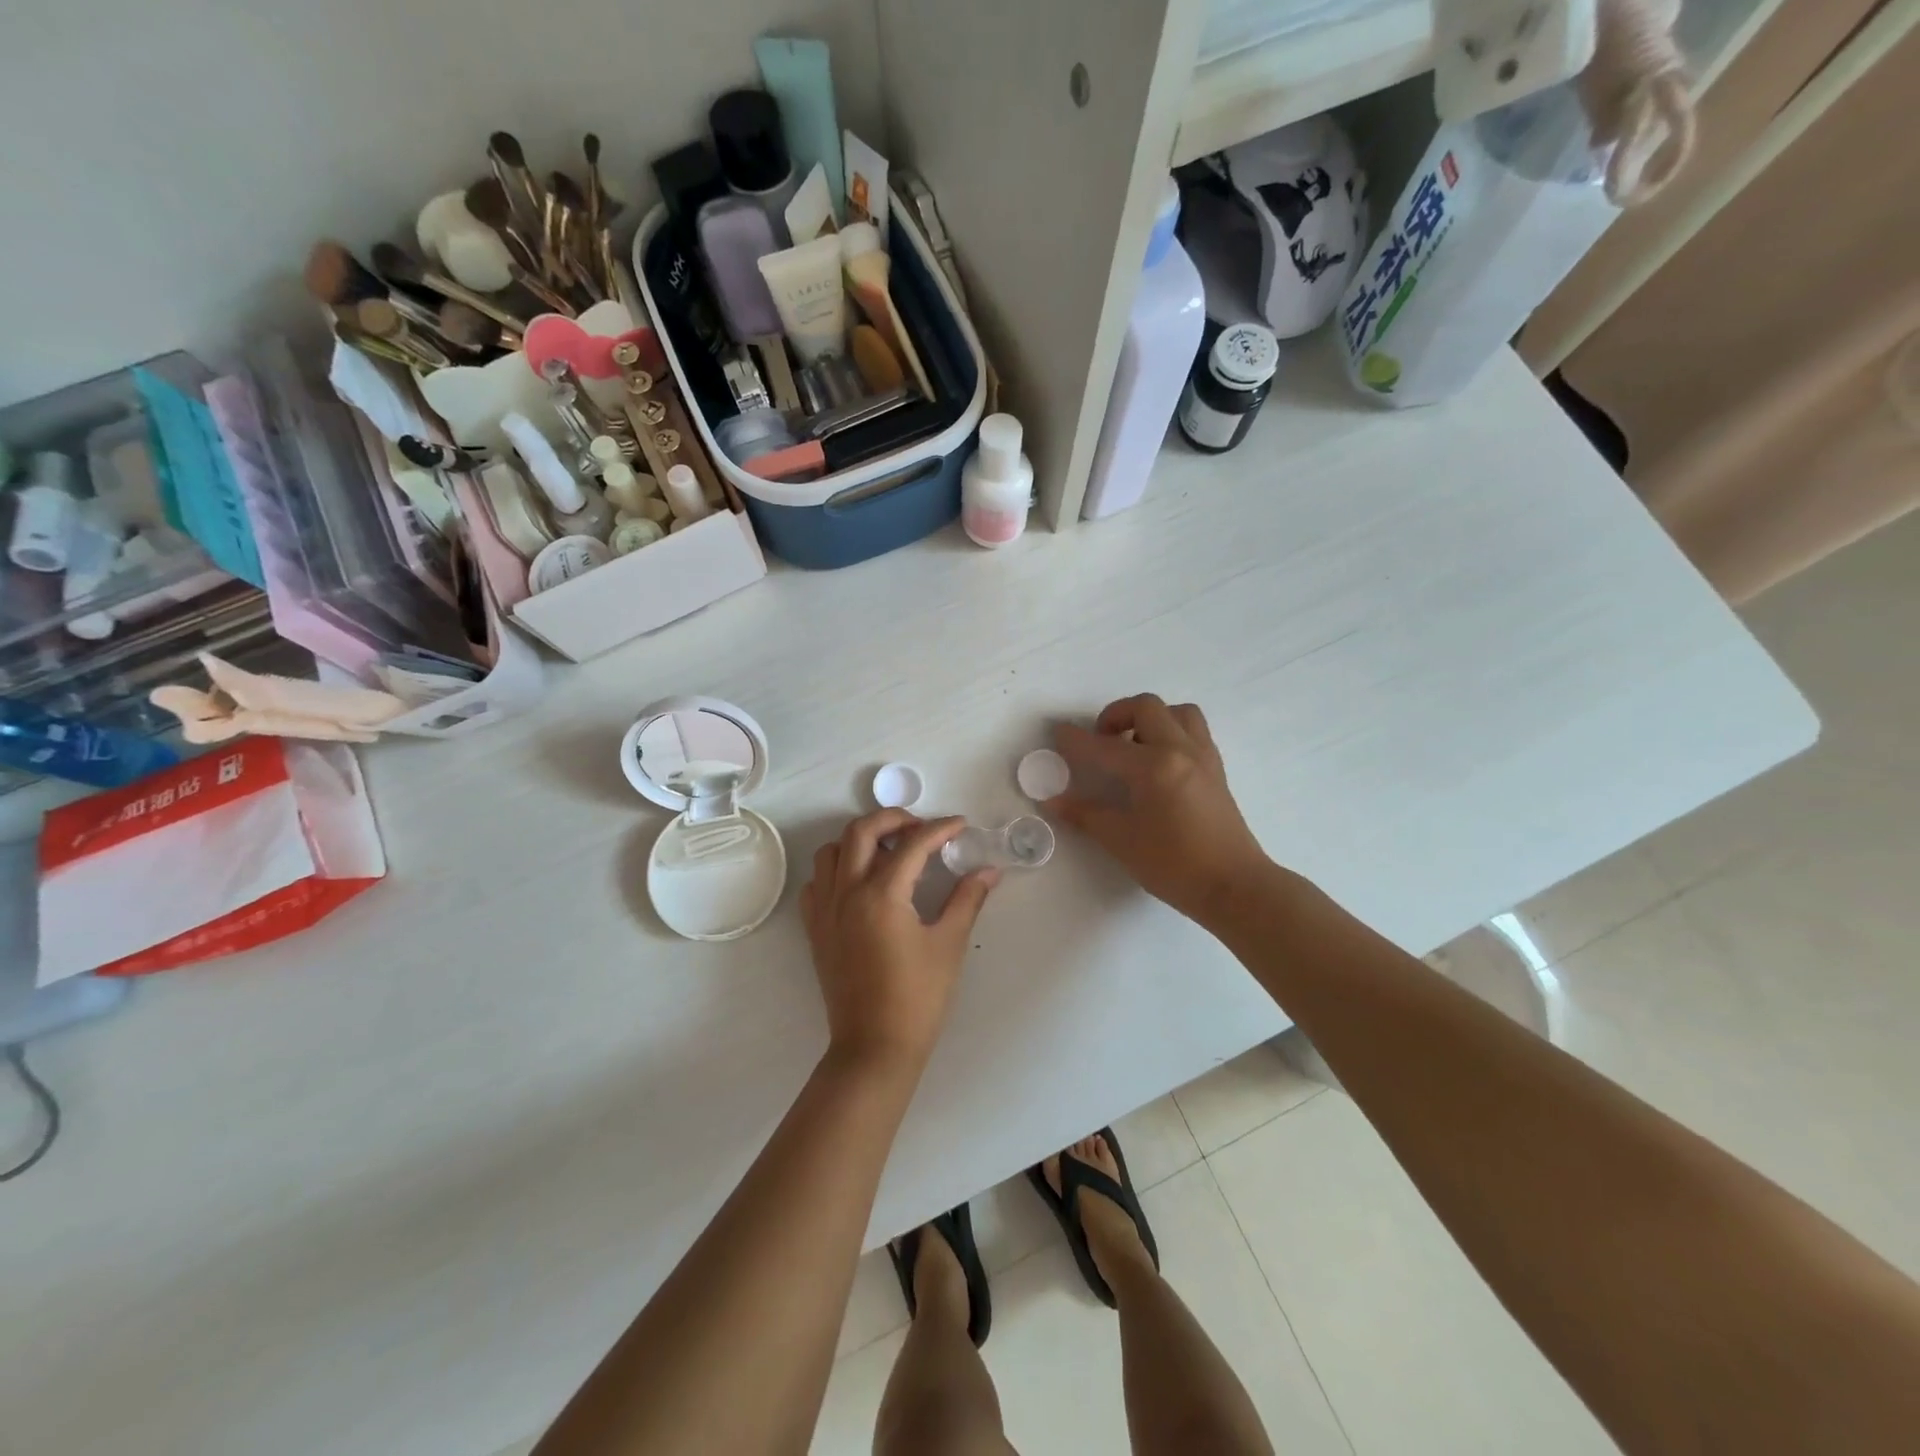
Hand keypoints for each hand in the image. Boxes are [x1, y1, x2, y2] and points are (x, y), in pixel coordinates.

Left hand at [801, 810, 997, 1074]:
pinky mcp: (816, 929)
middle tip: (921, 828)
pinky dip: (837, 870)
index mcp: (882, 894)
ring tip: (889, 851)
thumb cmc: (918, 998)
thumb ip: (967, 899)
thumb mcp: (948, 944)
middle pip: (861, 830)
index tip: (960, 825)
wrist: (875, 1047)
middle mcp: (847, 892)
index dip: (940, 828)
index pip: (913, 844)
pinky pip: (817, 883)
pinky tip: (860, 883)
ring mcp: (825, 910)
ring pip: (832, 851)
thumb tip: (989, 871)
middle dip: (893, 818)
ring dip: (860, 840)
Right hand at [1047, 695, 1267, 925]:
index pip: (1104, 746)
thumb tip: (1053, 800)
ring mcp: (1203, 756)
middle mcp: (1180, 750)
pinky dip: (1170, 732)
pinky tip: (1157, 763)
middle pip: (1145, 707)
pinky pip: (1193, 731)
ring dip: (1149, 718)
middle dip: (1115, 715)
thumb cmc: (1174, 866)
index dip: (1075, 740)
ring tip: (1133, 746)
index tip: (1057, 733)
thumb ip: (1085, 815)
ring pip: (1176, 712)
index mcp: (1153, 766)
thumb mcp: (1121, 841)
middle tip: (1101, 741)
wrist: (1235, 887)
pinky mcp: (1216, 769)